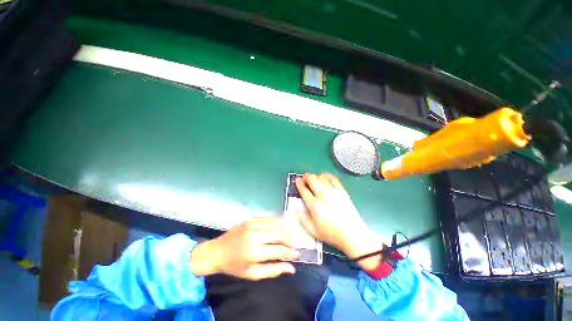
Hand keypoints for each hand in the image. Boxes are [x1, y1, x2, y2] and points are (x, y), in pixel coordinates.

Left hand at [190, 217, 299, 279]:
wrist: (216, 251)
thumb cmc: (234, 266)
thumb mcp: (252, 274)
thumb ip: (273, 270)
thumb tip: (291, 268)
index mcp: (254, 252)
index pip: (279, 250)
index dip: (291, 252)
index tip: (298, 254)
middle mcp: (255, 235)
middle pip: (280, 233)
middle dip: (291, 238)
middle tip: (296, 243)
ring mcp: (253, 224)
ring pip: (276, 223)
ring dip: (286, 228)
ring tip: (291, 234)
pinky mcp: (251, 219)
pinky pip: (269, 218)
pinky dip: (278, 222)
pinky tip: (282, 226)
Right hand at [295, 173, 384, 269]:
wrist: (352, 234)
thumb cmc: (331, 233)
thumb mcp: (313, 231)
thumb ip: (302, 218)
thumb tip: (295, 207)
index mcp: (314, 205)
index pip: (303, 190)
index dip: (298, 183)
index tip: (297, 180)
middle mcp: (323, 195)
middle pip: (312, 179)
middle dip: (306, 176)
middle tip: (304, 178)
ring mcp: (333, 192)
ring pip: (321, 177)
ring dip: (315, 176)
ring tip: (314, 179)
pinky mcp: (342, 191)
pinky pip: (333, 178)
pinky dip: (327, 175)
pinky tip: (324, 177)